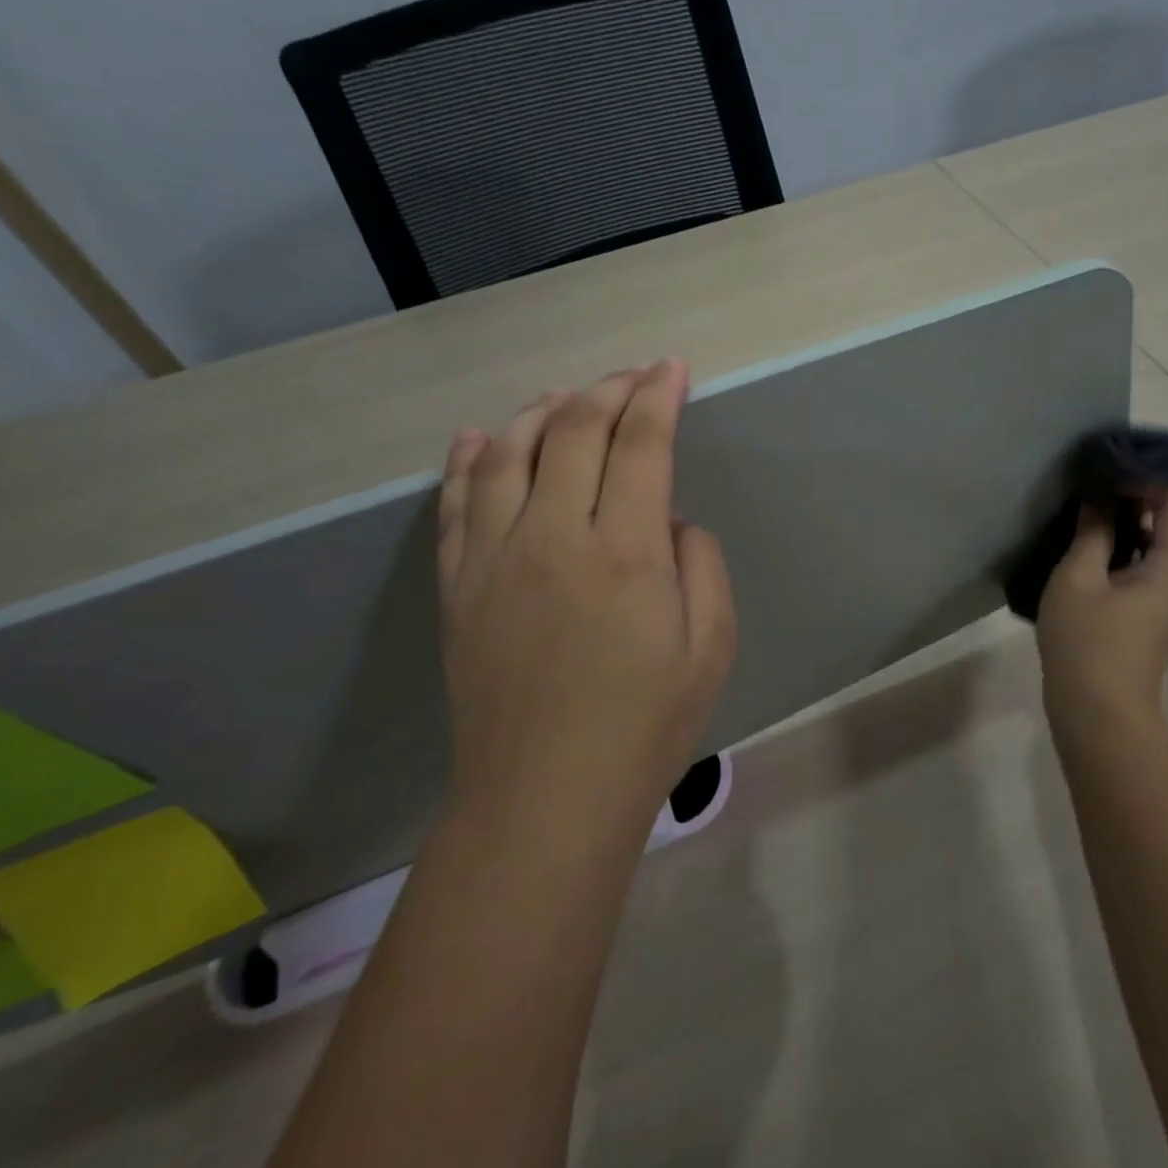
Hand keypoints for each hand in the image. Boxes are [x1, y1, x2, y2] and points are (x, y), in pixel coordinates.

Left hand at [435, 359, 737, 827]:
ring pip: (510, 452)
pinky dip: (469, 459)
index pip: (641, 445)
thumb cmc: (644, 727)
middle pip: (574, 431)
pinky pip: (457, 502)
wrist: (544, 800)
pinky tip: (479, 436)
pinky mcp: (457, 584)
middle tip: (634, 375)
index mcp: (625, 552)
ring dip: (542, 410)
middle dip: (609, 390)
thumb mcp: (711, 646)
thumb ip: (701, 562)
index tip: (672, 368)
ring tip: (567, 397)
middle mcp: (554, 536)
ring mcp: (494, 557)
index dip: (659, 396)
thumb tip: (667, 519)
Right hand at [1035, 490, 1167, 739]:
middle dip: (1161, 494)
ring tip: (1106, 510)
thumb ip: (1093, 532)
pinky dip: (1145, 543)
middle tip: (1115, 486)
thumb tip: (1100, 496)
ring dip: (1152, 520)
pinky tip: (1106, 545)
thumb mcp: (1078, 578)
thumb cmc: (1086, 640)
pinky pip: (1166, 564)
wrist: (1099, 710)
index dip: (1153, 476)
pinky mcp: (1162, 615)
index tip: (1114, 469)